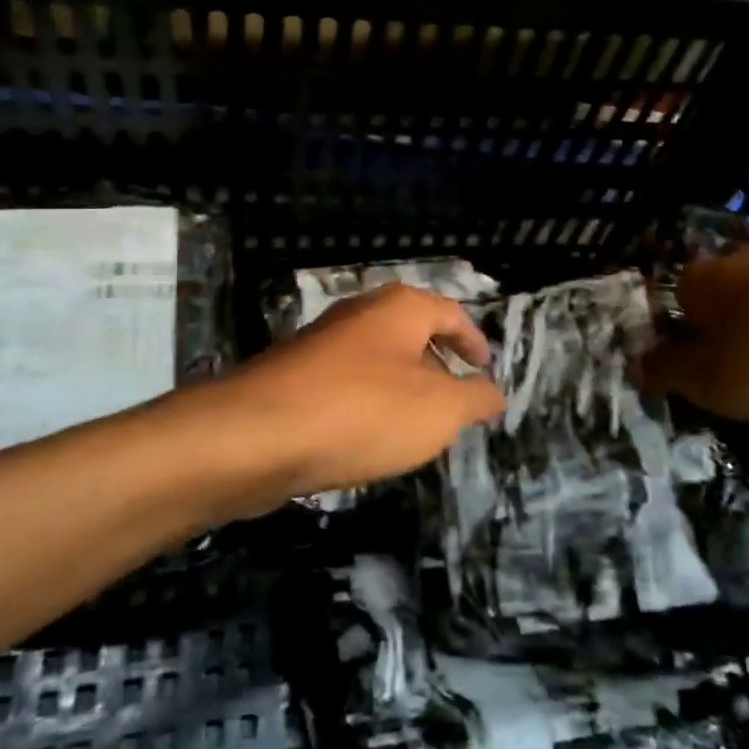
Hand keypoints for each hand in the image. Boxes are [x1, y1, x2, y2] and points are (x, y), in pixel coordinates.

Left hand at [217, 284, 504, 504]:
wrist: (256, 435)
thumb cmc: (363, 411)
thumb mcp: (439, 410)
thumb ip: (474, 399)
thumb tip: (493, 393)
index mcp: (399, 308)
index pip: (451, 313)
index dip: (473, 341)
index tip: (485, 369)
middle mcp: (360, 314)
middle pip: (412, 332)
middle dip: (438, 365)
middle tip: (456, 402)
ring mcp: (321, 344)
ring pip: (377, 361)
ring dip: (402, 388)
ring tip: (417, 428)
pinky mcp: (293, 377)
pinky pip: (346, 386)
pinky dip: (367, 405)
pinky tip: (367, 440)